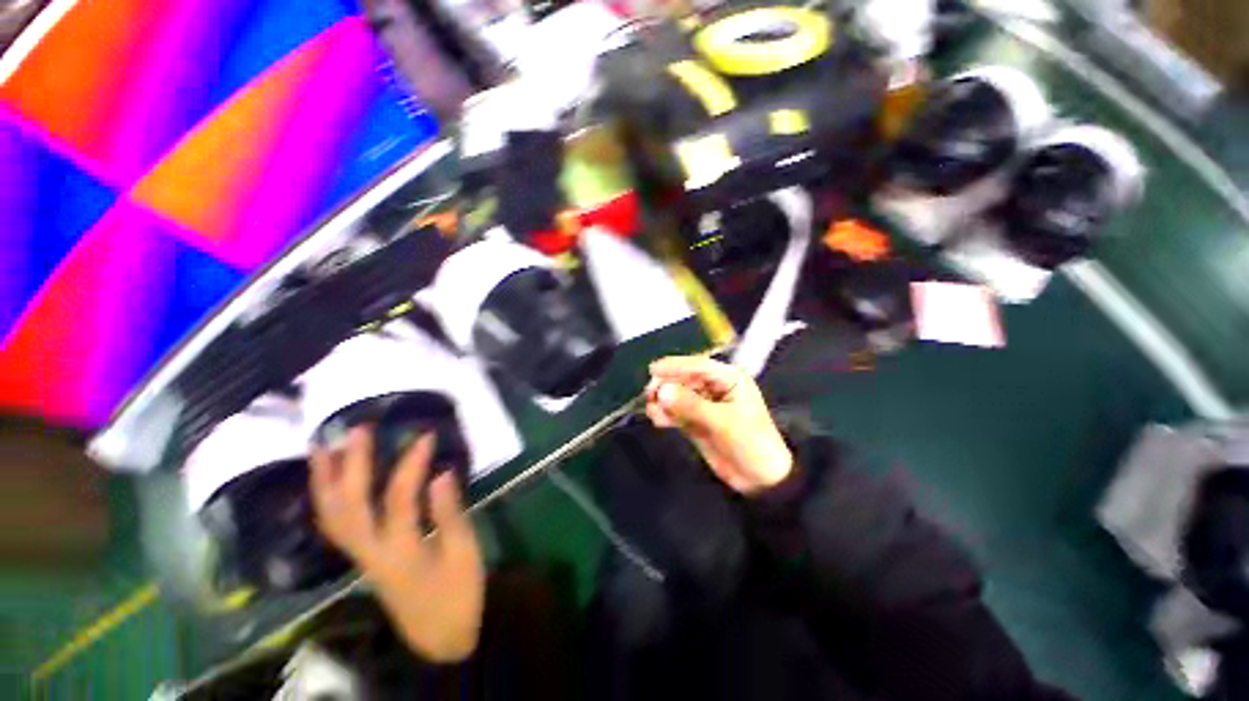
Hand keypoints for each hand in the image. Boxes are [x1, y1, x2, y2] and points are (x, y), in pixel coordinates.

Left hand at [310, 428, 484, 662]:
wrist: (439, 637)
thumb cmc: (458, 594)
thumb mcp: (465, 553)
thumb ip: (450, 513)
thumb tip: (442, 473)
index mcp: (401, 551)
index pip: (399, 498)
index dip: (411, 463)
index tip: (425, 435)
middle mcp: (371, 552)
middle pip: (349, 505)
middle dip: (351, 464)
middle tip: (358, 429)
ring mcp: (361, 556)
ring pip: (332, 517)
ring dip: (324, 481)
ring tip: (322, 448)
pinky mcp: (363, 558)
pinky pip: (335, 526)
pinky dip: (327, 500)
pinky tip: (329, 483)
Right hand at [646, 355, 792, 493]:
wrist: (761, 479)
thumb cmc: (751, 443)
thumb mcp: (723, 422)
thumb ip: (691, 405)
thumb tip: (662, 390)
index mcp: (728, 379)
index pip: (698, 366)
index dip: (675, 366)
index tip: (653, 370)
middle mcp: (714, 387)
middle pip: (684, 379)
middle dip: (666, 385)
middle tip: (649, 396)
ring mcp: (703, 404)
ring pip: (677, 396)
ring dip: (663, 401)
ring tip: (652, 411)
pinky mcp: (695, 421)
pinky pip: (676, 412)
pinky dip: (666, 414)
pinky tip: (657, 419)